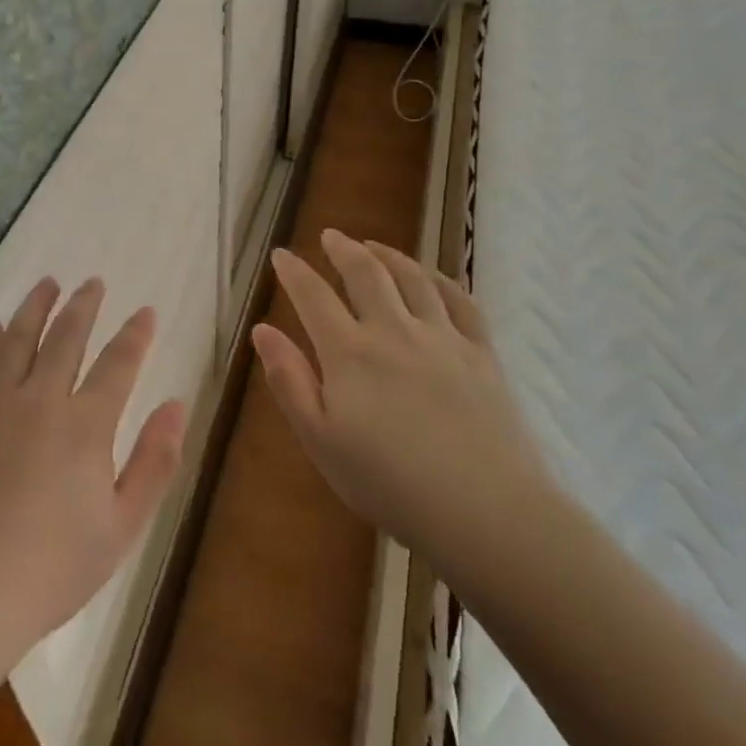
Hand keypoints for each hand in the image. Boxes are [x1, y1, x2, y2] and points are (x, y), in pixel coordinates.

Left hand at [0, 277, 187, 669]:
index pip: (118, 364)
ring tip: (47, 284)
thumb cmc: (51, 570)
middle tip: (92, 282)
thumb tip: (176, 404)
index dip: (135, 335)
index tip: (146, 312)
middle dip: (83, 306)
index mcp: (85, 426)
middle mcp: (39, 401)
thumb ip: (154, 462)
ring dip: (35, 307)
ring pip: (17, 340)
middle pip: (65, 338)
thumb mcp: (122, 527)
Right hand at [253, 230, 552, 575]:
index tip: (281, 254)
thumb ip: (289, 380)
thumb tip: (262, 329)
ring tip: (374, 246)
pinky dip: (441, 280)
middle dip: (343, 249)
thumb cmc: (388, 483)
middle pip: (366, 274)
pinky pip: (461, 301)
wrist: (483, 510)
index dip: (294, 272)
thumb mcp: (320, 440)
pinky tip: (432, 277)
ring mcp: (443, 338)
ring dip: (389, 255)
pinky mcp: (482, 354)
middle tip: (330, 236)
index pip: (314, 297)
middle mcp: (394, 331)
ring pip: (413, 278)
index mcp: (349, 353)